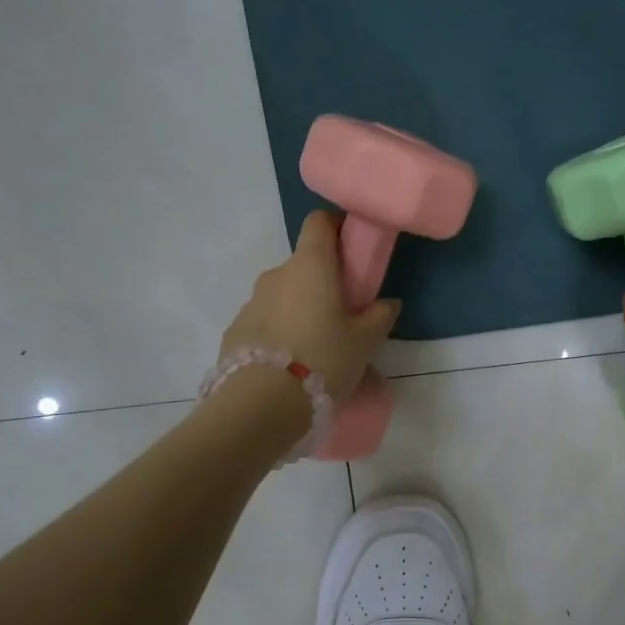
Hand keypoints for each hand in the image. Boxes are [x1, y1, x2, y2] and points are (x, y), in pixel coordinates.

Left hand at [220, 211, 401, 402]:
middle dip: (323, 280)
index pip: (319, 222)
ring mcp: (252, 301)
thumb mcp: (364, 342)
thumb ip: (380, 316)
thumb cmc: (323, 359)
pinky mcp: (236, 329)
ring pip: (283, 294)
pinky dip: (279, 331)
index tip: (351, 246)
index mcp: (311, 266)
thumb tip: (388, 303)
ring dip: (300, 308)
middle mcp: (277, 274)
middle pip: (303, 264)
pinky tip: (291, 363)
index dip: (335, 226)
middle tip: (343, 312)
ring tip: (316, 345)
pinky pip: (265, 320)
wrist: (261, 403)